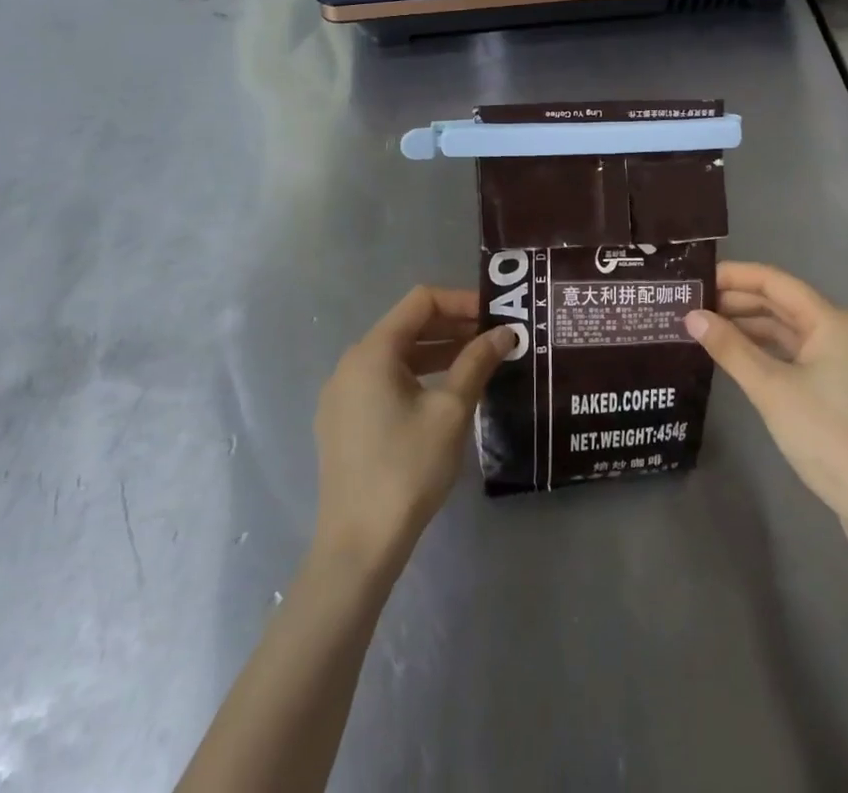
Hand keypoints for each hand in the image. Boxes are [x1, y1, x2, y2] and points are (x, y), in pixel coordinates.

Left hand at [312, 286, 512, 570]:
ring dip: (438, 352)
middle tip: (494, 337)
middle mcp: (351, 364)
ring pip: (397, 355)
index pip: (421, 301)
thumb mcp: (451, 411)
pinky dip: (417, 376)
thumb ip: (477, 362)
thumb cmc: (407, 468)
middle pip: (407, 325)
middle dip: (453, 326)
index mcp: (372, 352)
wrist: (358, 546)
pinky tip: (446, 393)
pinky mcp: (343, 422)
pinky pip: (384, 381)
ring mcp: (342, 394)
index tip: (496, 314)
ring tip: (478, 362)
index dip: (461, 301)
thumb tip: (505, 332)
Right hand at [687, 262, 847, 547]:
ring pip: (785, 330)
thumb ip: (730, 348)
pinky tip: (734, 356)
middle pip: (780, 303)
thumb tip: (691, 316)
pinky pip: (792, 354)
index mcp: (830, 320)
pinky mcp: (834, 387)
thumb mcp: (771, 389)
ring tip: (704, 328)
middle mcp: (838, 331)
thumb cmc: (827, 435)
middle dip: (736, 302)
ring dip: (747, 327)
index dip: (734, 276)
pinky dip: (763, 351)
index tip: (696, 278)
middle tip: (691, 304)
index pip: (774, 282)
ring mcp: (839, 360)